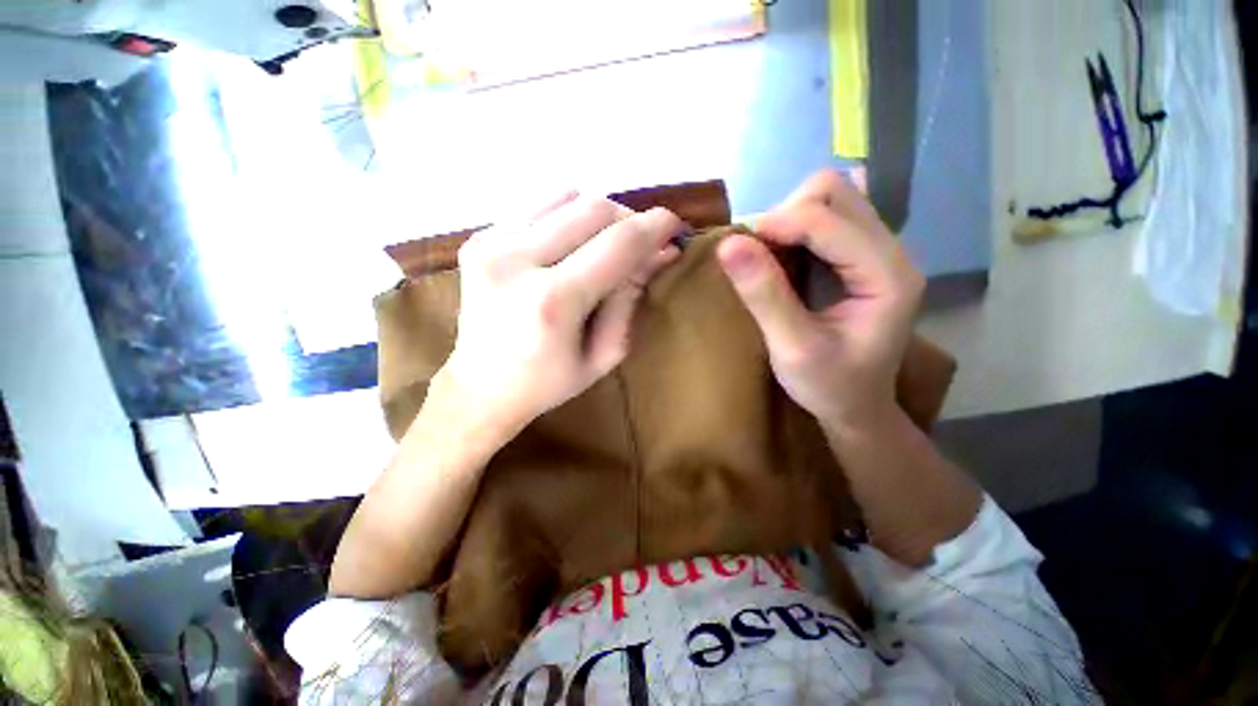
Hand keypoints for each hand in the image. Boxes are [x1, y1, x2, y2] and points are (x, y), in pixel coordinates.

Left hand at [440, 192, 684, 435]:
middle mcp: (516, 261)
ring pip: (567, 197)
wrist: (479, 388)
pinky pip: (539, 206)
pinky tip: (568, 247)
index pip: (619, 243)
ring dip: (598, 217)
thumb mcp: (604, 354)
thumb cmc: (548, 383)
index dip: (655, 227)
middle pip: (594, 207)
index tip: (675, 226)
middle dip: (629, 220)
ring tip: (603, 247)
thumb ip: (631, 299)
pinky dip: (567, 219)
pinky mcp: (478, 238)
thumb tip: (660, 252)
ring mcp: (490, 244)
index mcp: (552, 302)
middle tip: (640, 245)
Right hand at [716, 170, 923, 432]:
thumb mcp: (791, 348)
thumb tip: (728, 244)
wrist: (858, 406)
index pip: (828, 218)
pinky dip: (798, 225)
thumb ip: (764, 295)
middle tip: (758, 254)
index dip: (777, 224)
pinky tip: (786, 254)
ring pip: (833, 196)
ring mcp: (880, 249)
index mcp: (887, 275)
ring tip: (768, 256)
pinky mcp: (863, 255)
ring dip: (790, 217)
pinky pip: (829, 216)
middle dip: (786, 213)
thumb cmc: (829, 386)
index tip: (736, 250)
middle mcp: (892, 251)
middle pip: (836, 191)